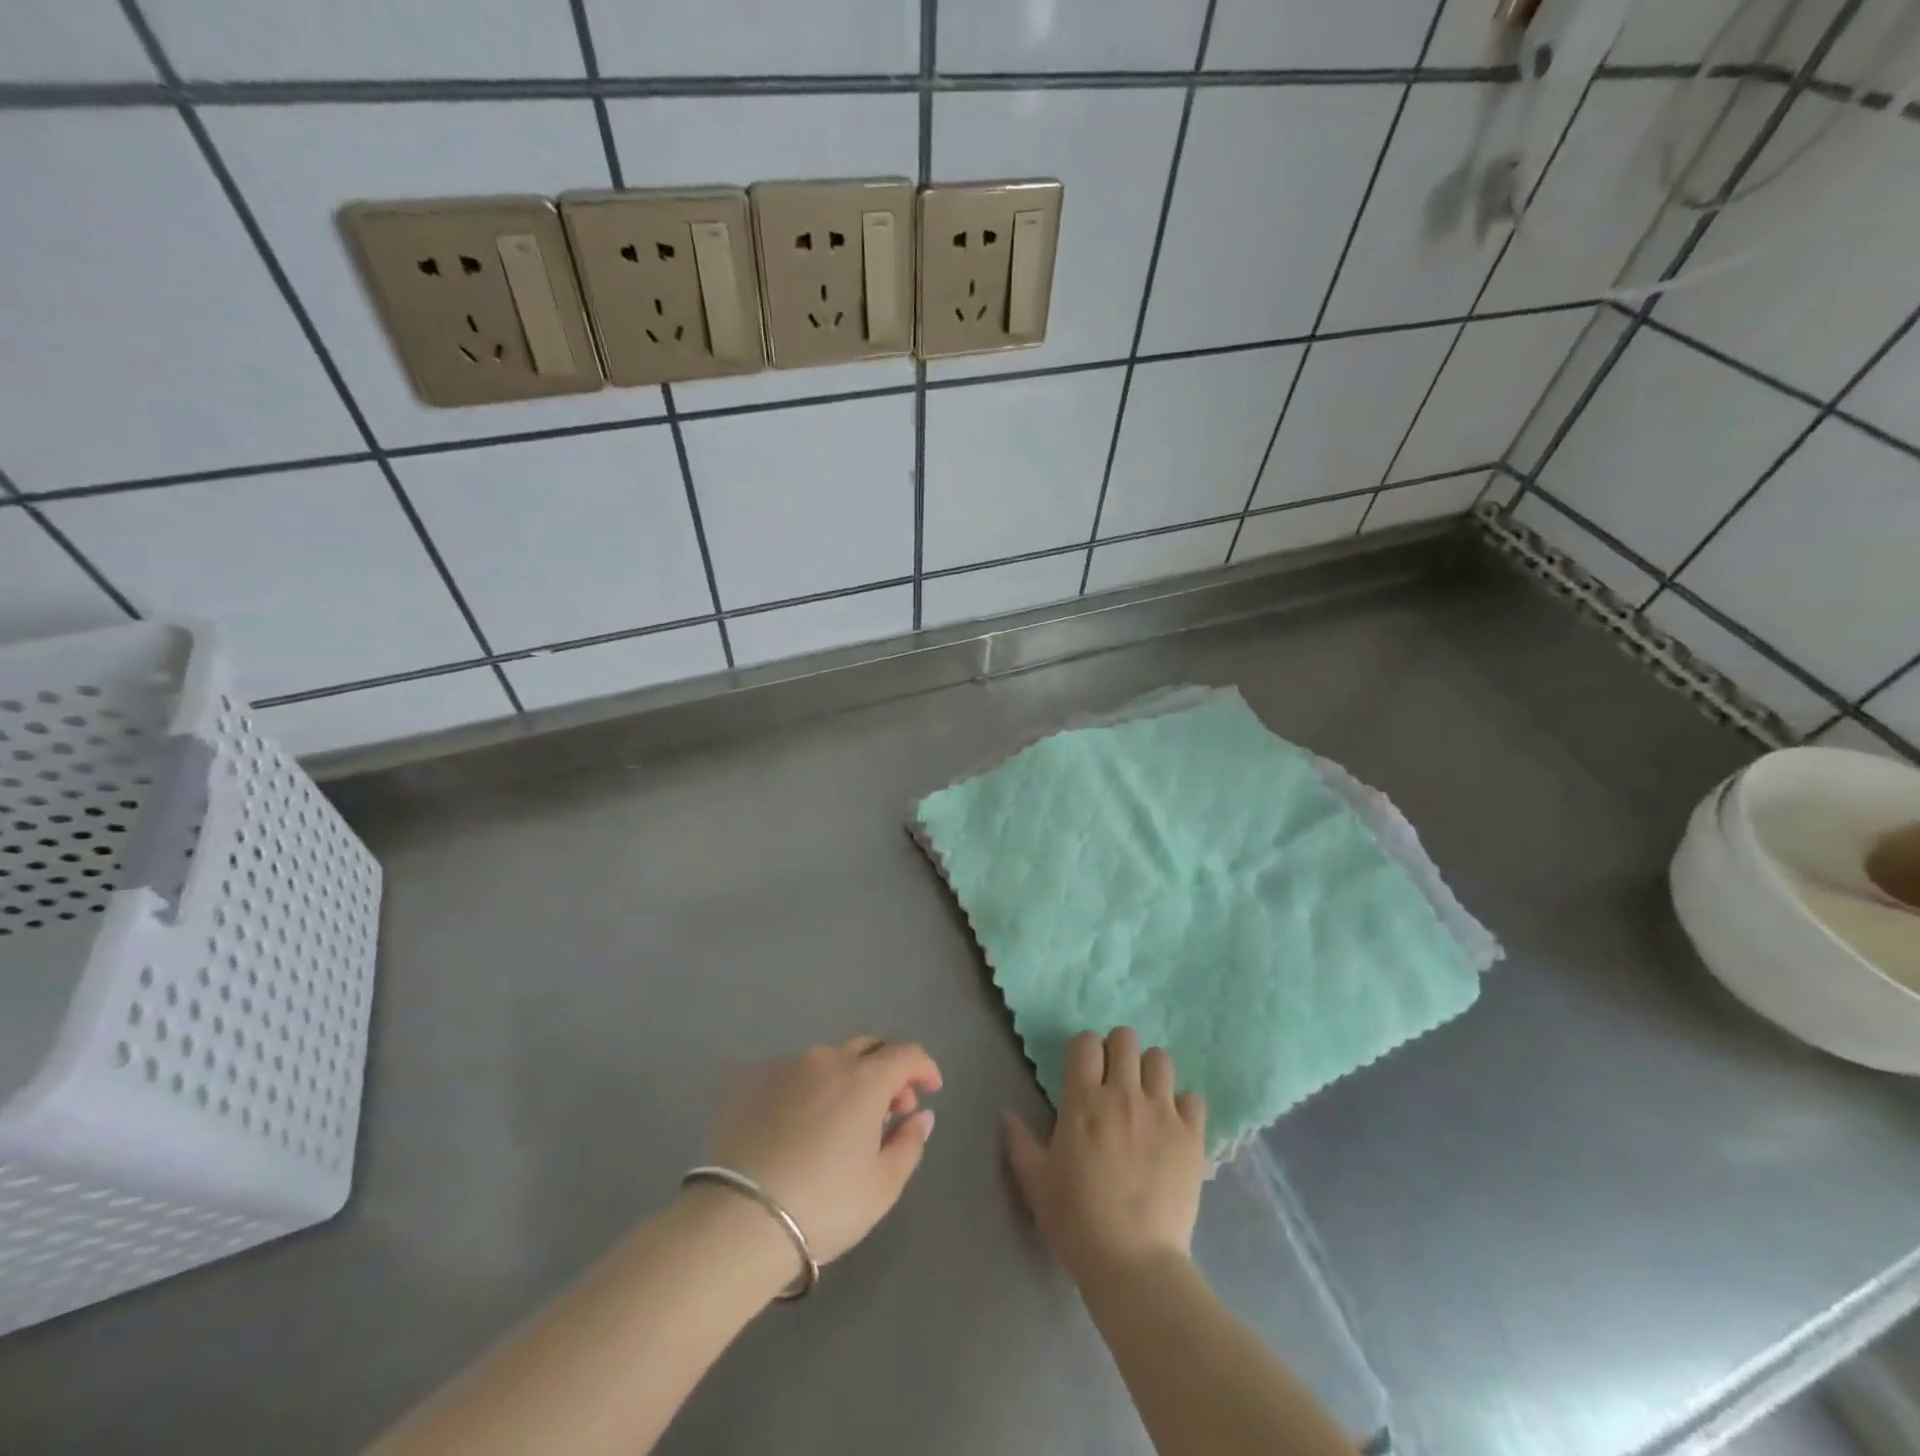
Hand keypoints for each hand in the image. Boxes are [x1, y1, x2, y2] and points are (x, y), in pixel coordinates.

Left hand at [703, 1037, 941, 1264]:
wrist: (739, 1221)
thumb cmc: (824, 1205)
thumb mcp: (882, 1186)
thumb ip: (909, 1143)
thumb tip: (921, 1115)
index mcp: (864, 1079)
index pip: (906, 1054)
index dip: (924, 1067)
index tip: (930, 1089)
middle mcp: (827, 1060)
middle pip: (868, 1049)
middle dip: (887, 1070)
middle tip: (890, 1107)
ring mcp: (785, 1066)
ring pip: (827, 1061)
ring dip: (845, 1080)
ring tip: (841, 1120)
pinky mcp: (750, 1081)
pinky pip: (791, 1075)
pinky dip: (807, 1090)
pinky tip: (799, 1124)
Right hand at [1003, 1028, 1206, 1283]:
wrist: (1134, 1265)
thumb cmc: (1077, 1221)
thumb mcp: (1037, 1183)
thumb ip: (1020, 1143)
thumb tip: (1006, 1115)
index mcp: (1084, 1101)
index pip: (1086, 1042)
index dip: (1084, 1050)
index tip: (1082, 1071)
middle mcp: (1124, 1095)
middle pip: (1125, 1038)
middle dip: (1117, 1051)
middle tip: (1113, 1080)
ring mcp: (1162, 1113)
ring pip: (1160, 1059)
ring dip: (1150, 1072)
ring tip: (1144, 1098)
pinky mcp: (1191, 1137)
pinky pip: (1192, 1097)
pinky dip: (1182, 1105)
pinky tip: (1172, 1125)